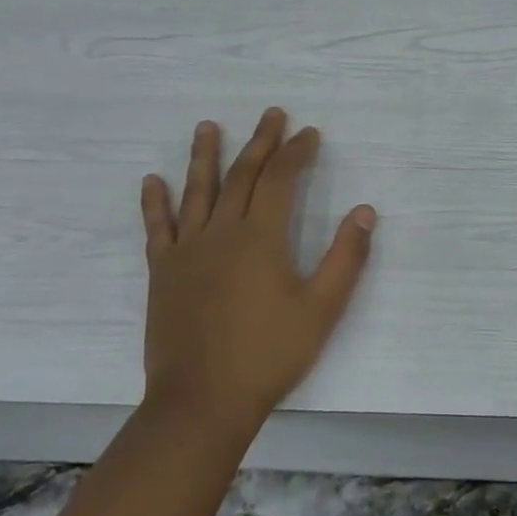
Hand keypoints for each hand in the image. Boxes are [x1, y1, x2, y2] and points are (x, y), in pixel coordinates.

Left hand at [138, 108, 375, 442]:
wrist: (201, 401)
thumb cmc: (269, 355)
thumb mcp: (322, 309)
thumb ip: (345, 258)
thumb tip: (364, 212)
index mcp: (261, 238)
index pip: (280, 179)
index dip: (296, 152)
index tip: (309, 133)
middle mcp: (221, 233)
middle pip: (241, 175)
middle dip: (260, 142)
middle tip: (271, 114)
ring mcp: (187, 251)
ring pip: (197, 192)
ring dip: (204, 156)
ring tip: (208, 126)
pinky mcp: (163, 273)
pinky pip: (158, 228)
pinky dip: (155, 203)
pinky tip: (152, 181)